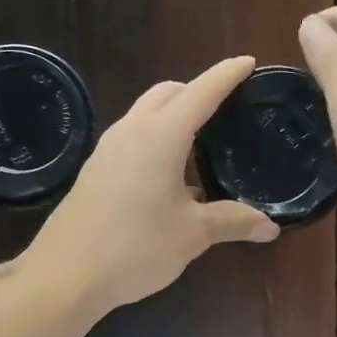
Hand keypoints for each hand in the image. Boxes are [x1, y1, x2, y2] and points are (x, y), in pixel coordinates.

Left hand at [19, 56, 280, 312]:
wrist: (66, 274)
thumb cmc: (135, 247)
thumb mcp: (192, 235)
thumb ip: (232, 222)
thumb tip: (270, 227)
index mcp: (161, 135)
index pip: (201, 91)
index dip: (227, 75)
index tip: (248, 62)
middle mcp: (131, 131)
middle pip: (167, 93)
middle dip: (196, 90)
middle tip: (224, 107)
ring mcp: (107, 149)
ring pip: (144, 114)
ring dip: (171, 114)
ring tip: (198, 141)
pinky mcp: (94, 170)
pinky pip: (130, 138)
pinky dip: (154, 138)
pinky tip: (167, 174)